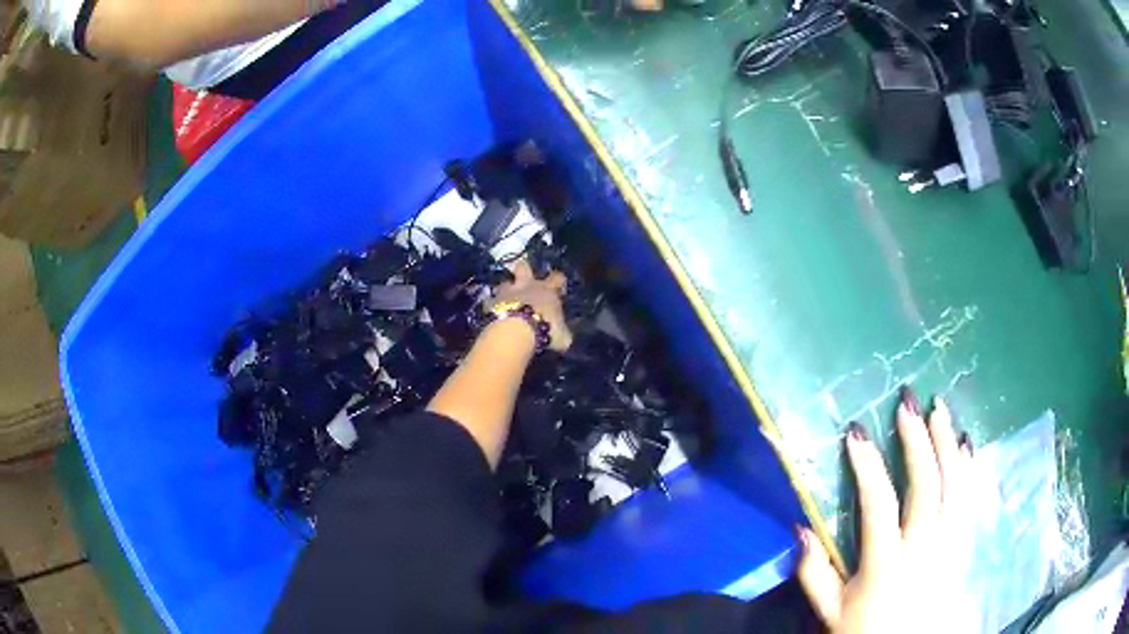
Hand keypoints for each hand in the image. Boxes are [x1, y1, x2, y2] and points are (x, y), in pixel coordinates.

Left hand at [490, 260, 572, 351]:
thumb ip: (562, 333)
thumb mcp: (562, 336)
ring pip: (505, 283)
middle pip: (524, 267)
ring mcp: (507, 292)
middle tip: (523, 278)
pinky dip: (491, 306)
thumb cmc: (545, 328)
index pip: (557, 278)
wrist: (516, 330)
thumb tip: (564, 336)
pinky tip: (491, 313)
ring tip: (505, 300)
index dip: (558, 280)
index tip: (558, 287)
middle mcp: (527, 286)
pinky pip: (490, 301)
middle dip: (524, 269)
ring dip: (505, 290)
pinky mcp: (491, 302)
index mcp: (548, 291)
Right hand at [797, 389, 973, 633]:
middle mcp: (924, 546)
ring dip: (947, 441)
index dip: (867, 466)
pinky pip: (971, 495)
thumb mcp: (832, 612)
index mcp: (886, 564)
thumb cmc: (869, 629)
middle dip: (917, 440)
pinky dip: (969, 465)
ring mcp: (950, 541)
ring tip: (939, 407)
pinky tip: (965, 441)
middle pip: (926, 484)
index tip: (856, 433)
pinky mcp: (964, 541)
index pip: (878, 505)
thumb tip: (801, 528)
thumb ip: (815, 573)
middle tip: (907, 404)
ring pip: (954, 482)